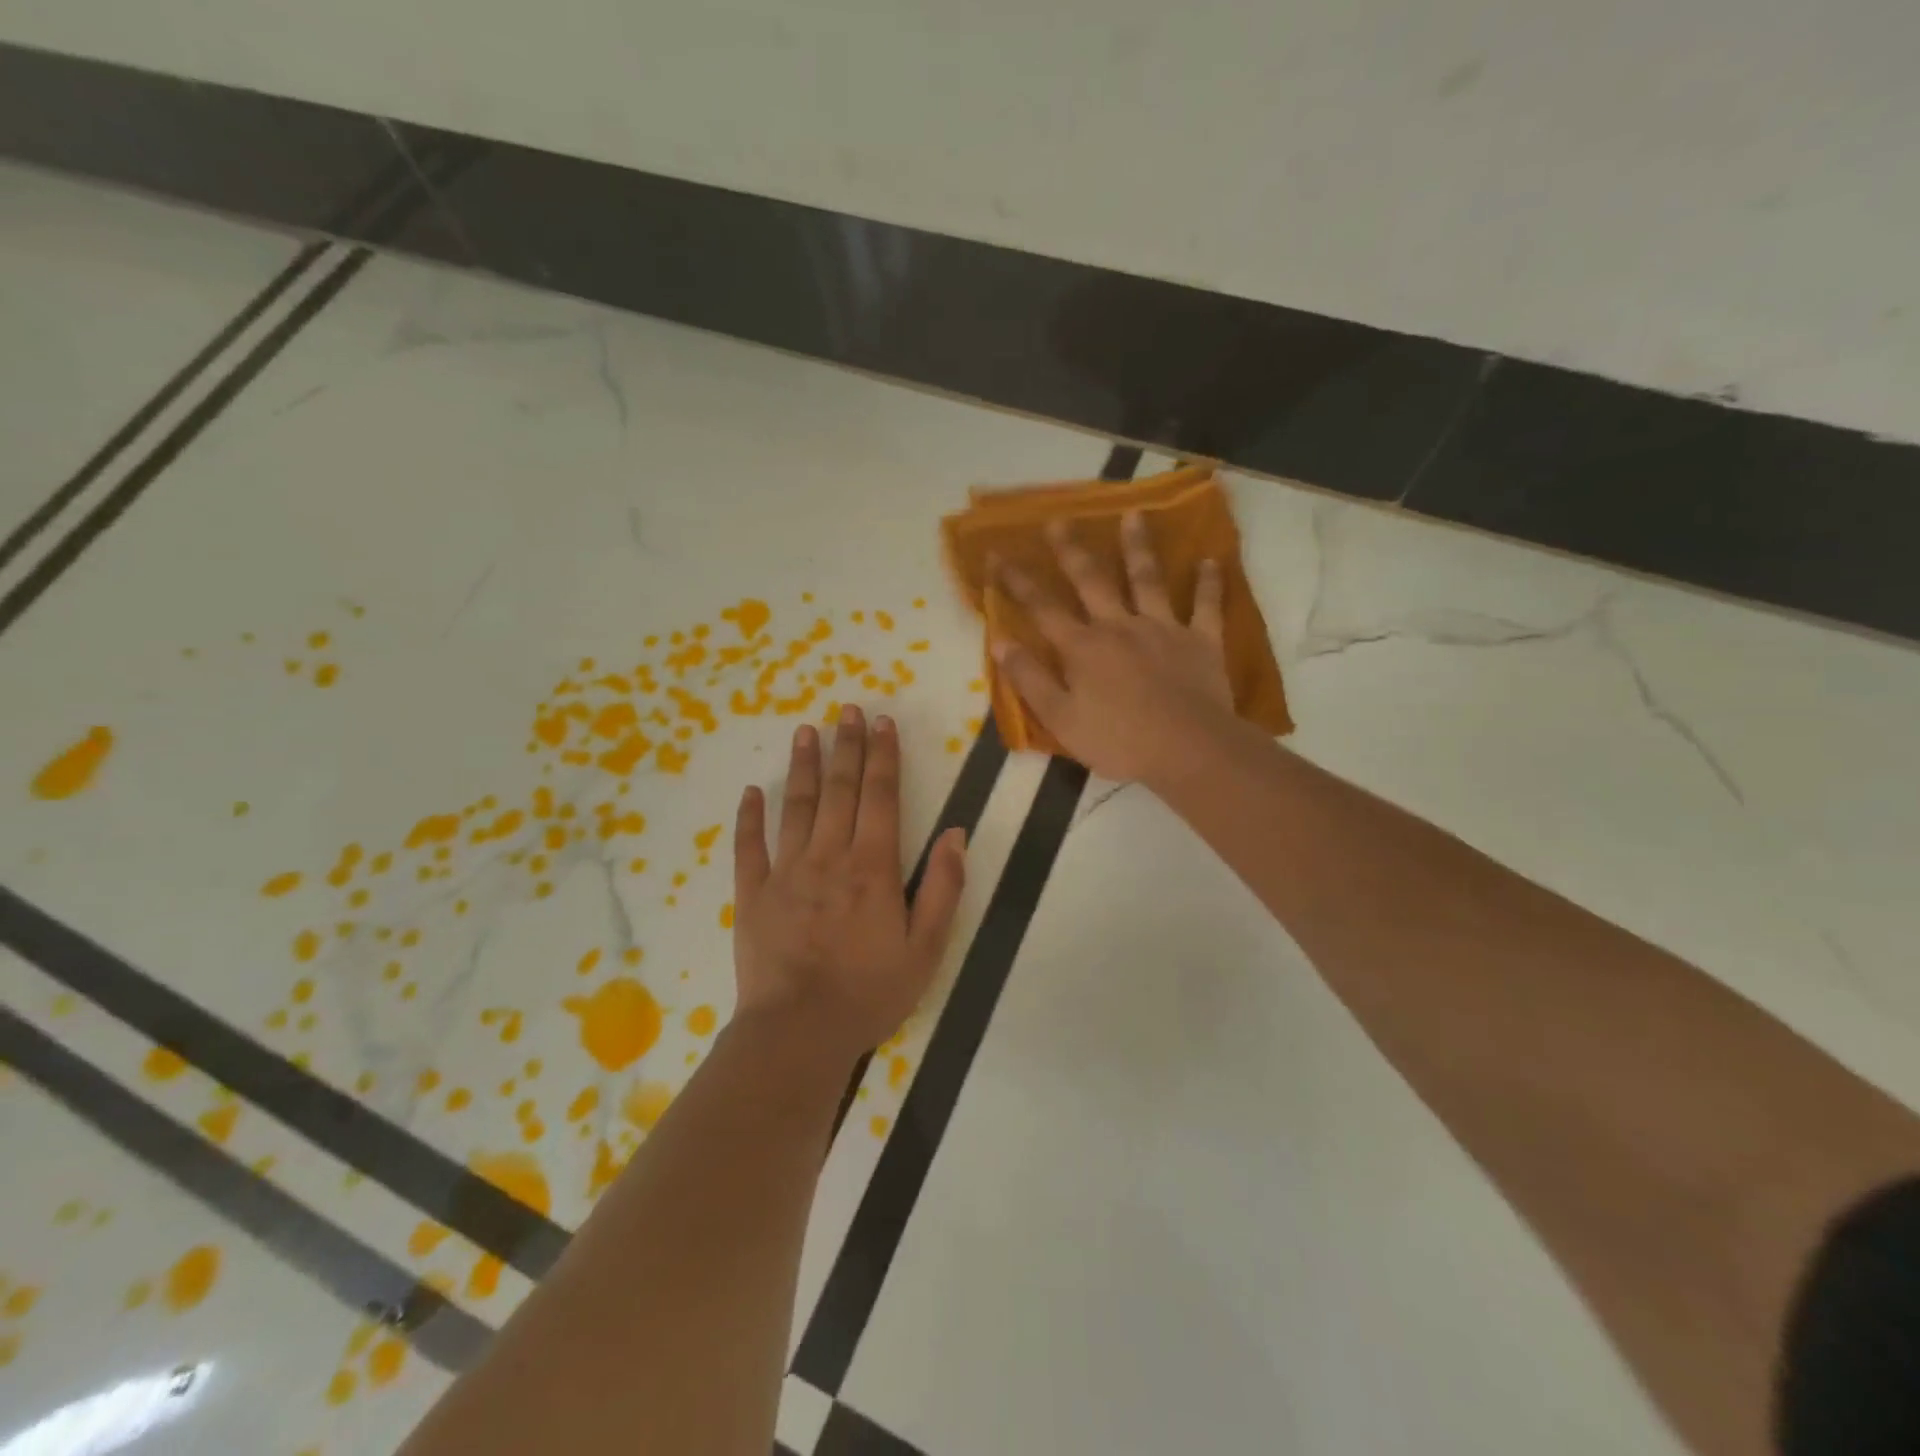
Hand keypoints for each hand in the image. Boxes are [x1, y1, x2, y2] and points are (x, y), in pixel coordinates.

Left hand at [732, 706, 966, 1058]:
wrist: (799, 1032)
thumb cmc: (870, 992)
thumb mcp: (926, 948)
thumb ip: (944, 888)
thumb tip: (957, 834)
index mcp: (873, 867)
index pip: (882, 797)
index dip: (884, 756)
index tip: (883, 723)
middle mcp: (830, 857)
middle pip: (840, 790)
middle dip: (846, 746)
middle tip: (847, 709)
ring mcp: (786, 872)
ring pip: (797, 807)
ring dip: (803, 766)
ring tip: (805, 731)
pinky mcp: (753, 894)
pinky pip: (749, 848)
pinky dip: (750, 817)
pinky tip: (751, 792)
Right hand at [995, 512, 1232, 782]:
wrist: (1187, 749)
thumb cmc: (1118, 741)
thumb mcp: (1060, 719)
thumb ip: (1029, 679)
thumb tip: (999, 642)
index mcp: (1083, 648)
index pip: (1042, 608)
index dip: (1018, 581)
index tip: (997, 554)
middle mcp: (1119, 626)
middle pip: (1092, 581)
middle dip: (1072, 550)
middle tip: (1058, 520)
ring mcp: (1163, 628)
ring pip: (1147, 579)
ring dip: (1138, 547)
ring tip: (1133, 515)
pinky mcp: (1201, 641)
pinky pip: (1206, 606)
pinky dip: (1209, 583)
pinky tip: (1210, 560)